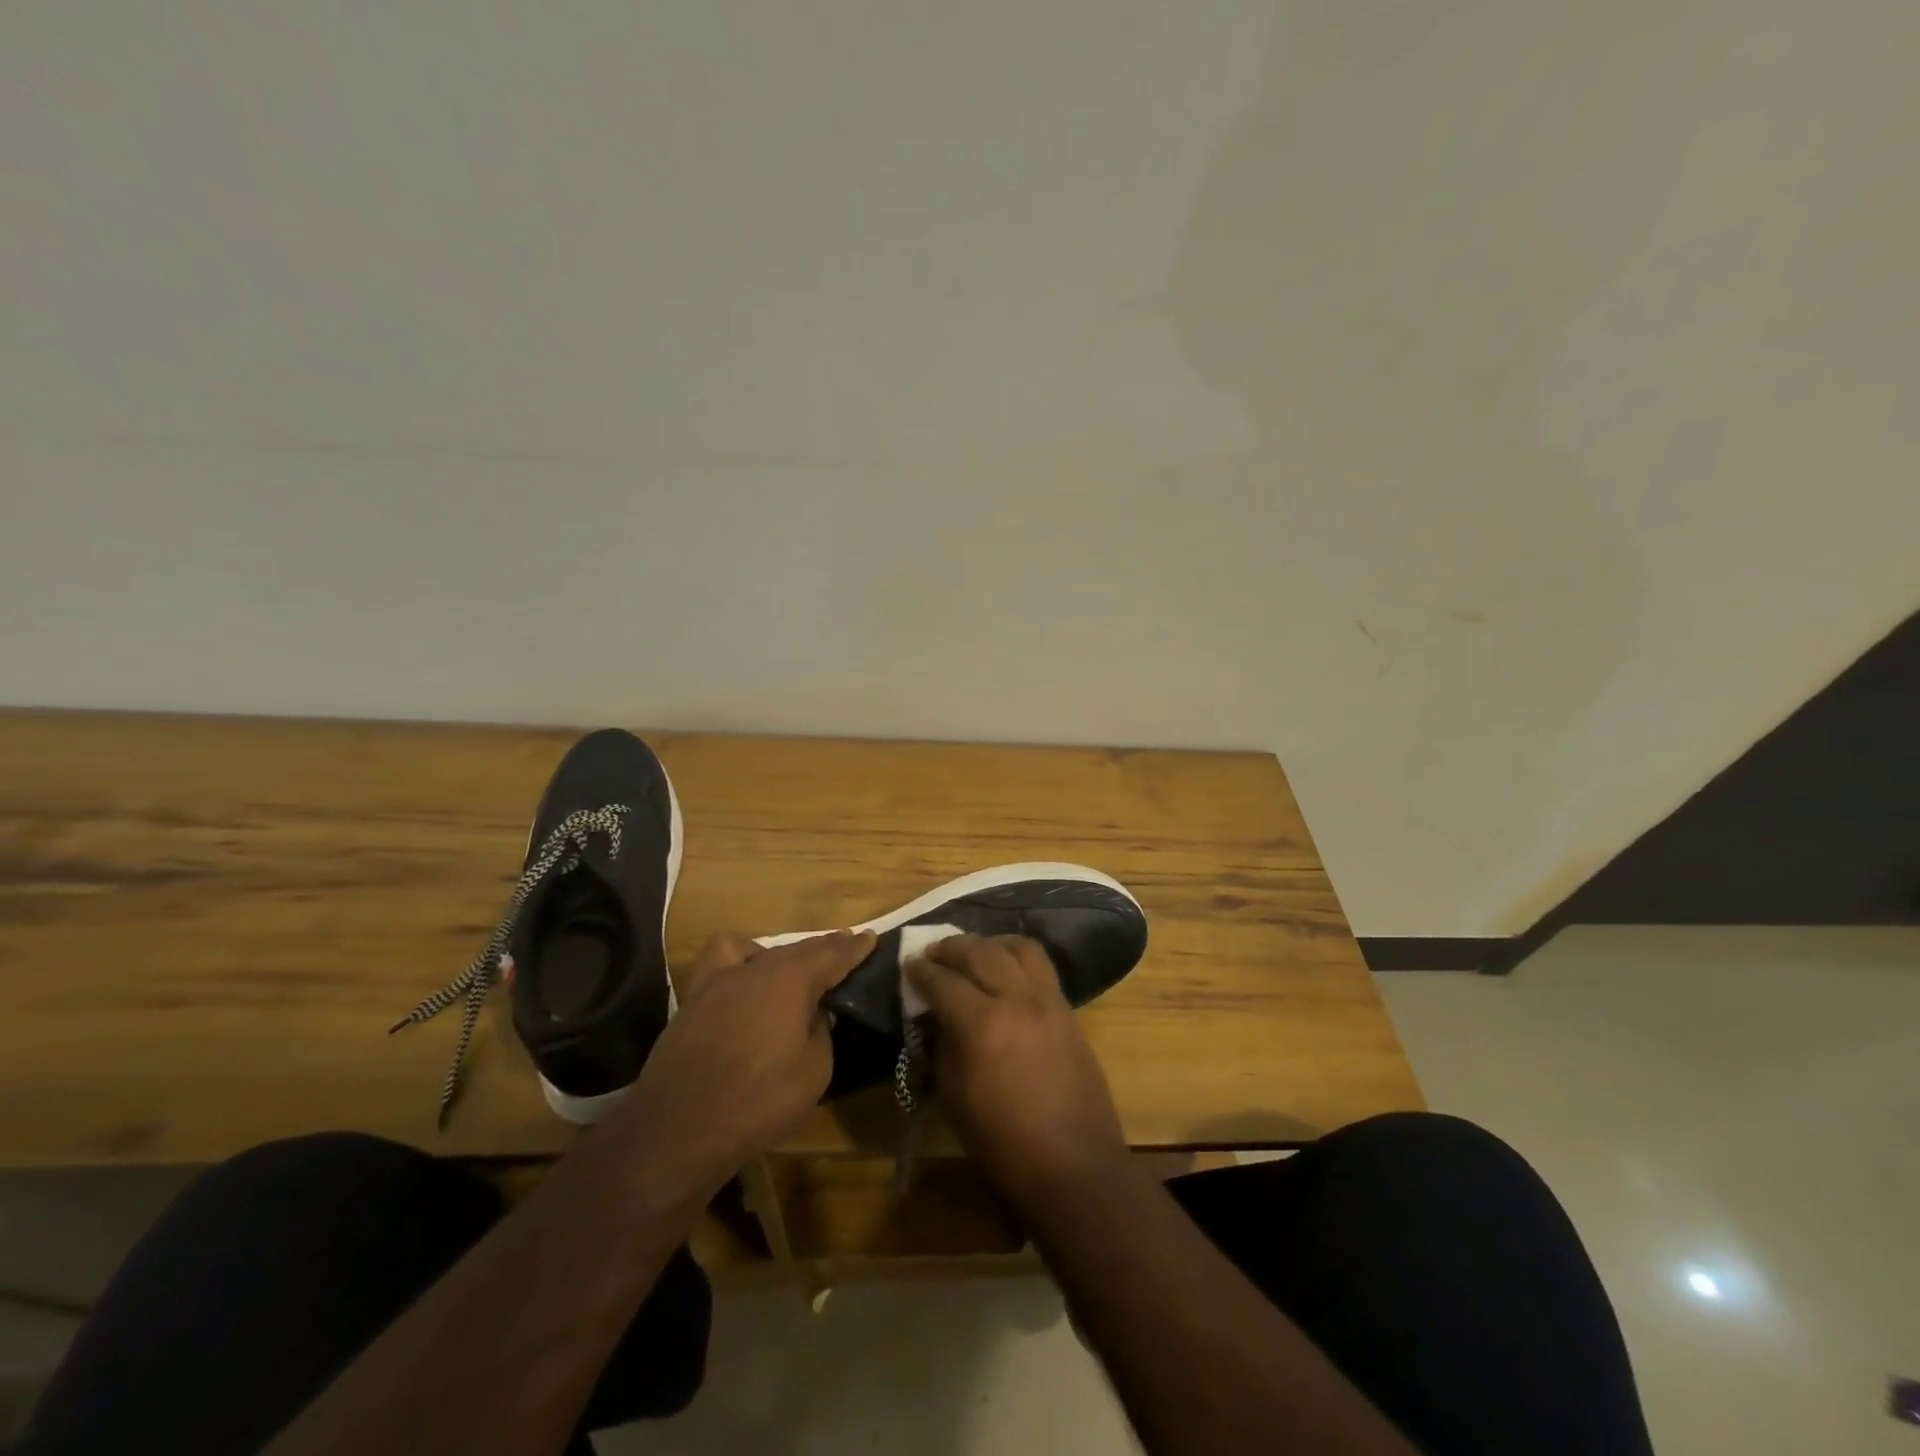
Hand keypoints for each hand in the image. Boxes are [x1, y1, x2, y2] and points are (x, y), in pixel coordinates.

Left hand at [607, 929, 874, 1199]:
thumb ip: (821, 1031)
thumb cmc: (758, 1101)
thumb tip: (814, 1012)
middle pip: (799, 949)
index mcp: (792, 980)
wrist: (679, 1128)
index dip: (854, 948)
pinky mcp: (693, 998)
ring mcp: (719, 980)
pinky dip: (740, 961)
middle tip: (844, 949)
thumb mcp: (814, 1071)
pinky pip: (721, 961)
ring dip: (784, 954)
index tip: (870, 937)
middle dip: (824, 948)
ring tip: (794, 970)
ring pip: (761, 950)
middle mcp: (757, 968)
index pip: (833, 955)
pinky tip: (744, 979)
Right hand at [907, 934, 1128, 1208]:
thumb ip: (942, 1046)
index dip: (921, 971)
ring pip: (1018, 947)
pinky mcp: (1068, 1009)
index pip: (943, 982)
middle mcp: (1017, 999)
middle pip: (980, 952)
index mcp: (982, 1024)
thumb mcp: (955, 1097)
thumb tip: (936, 1018)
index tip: (909, 964)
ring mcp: (1048, 1000)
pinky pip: (1041, 966)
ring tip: (975, 951)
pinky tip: (1006, 969)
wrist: (1073, 1164)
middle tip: (934, 951)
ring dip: (990, 943)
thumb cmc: (1003, 1142)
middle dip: (952, 947)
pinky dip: (1017, 957)